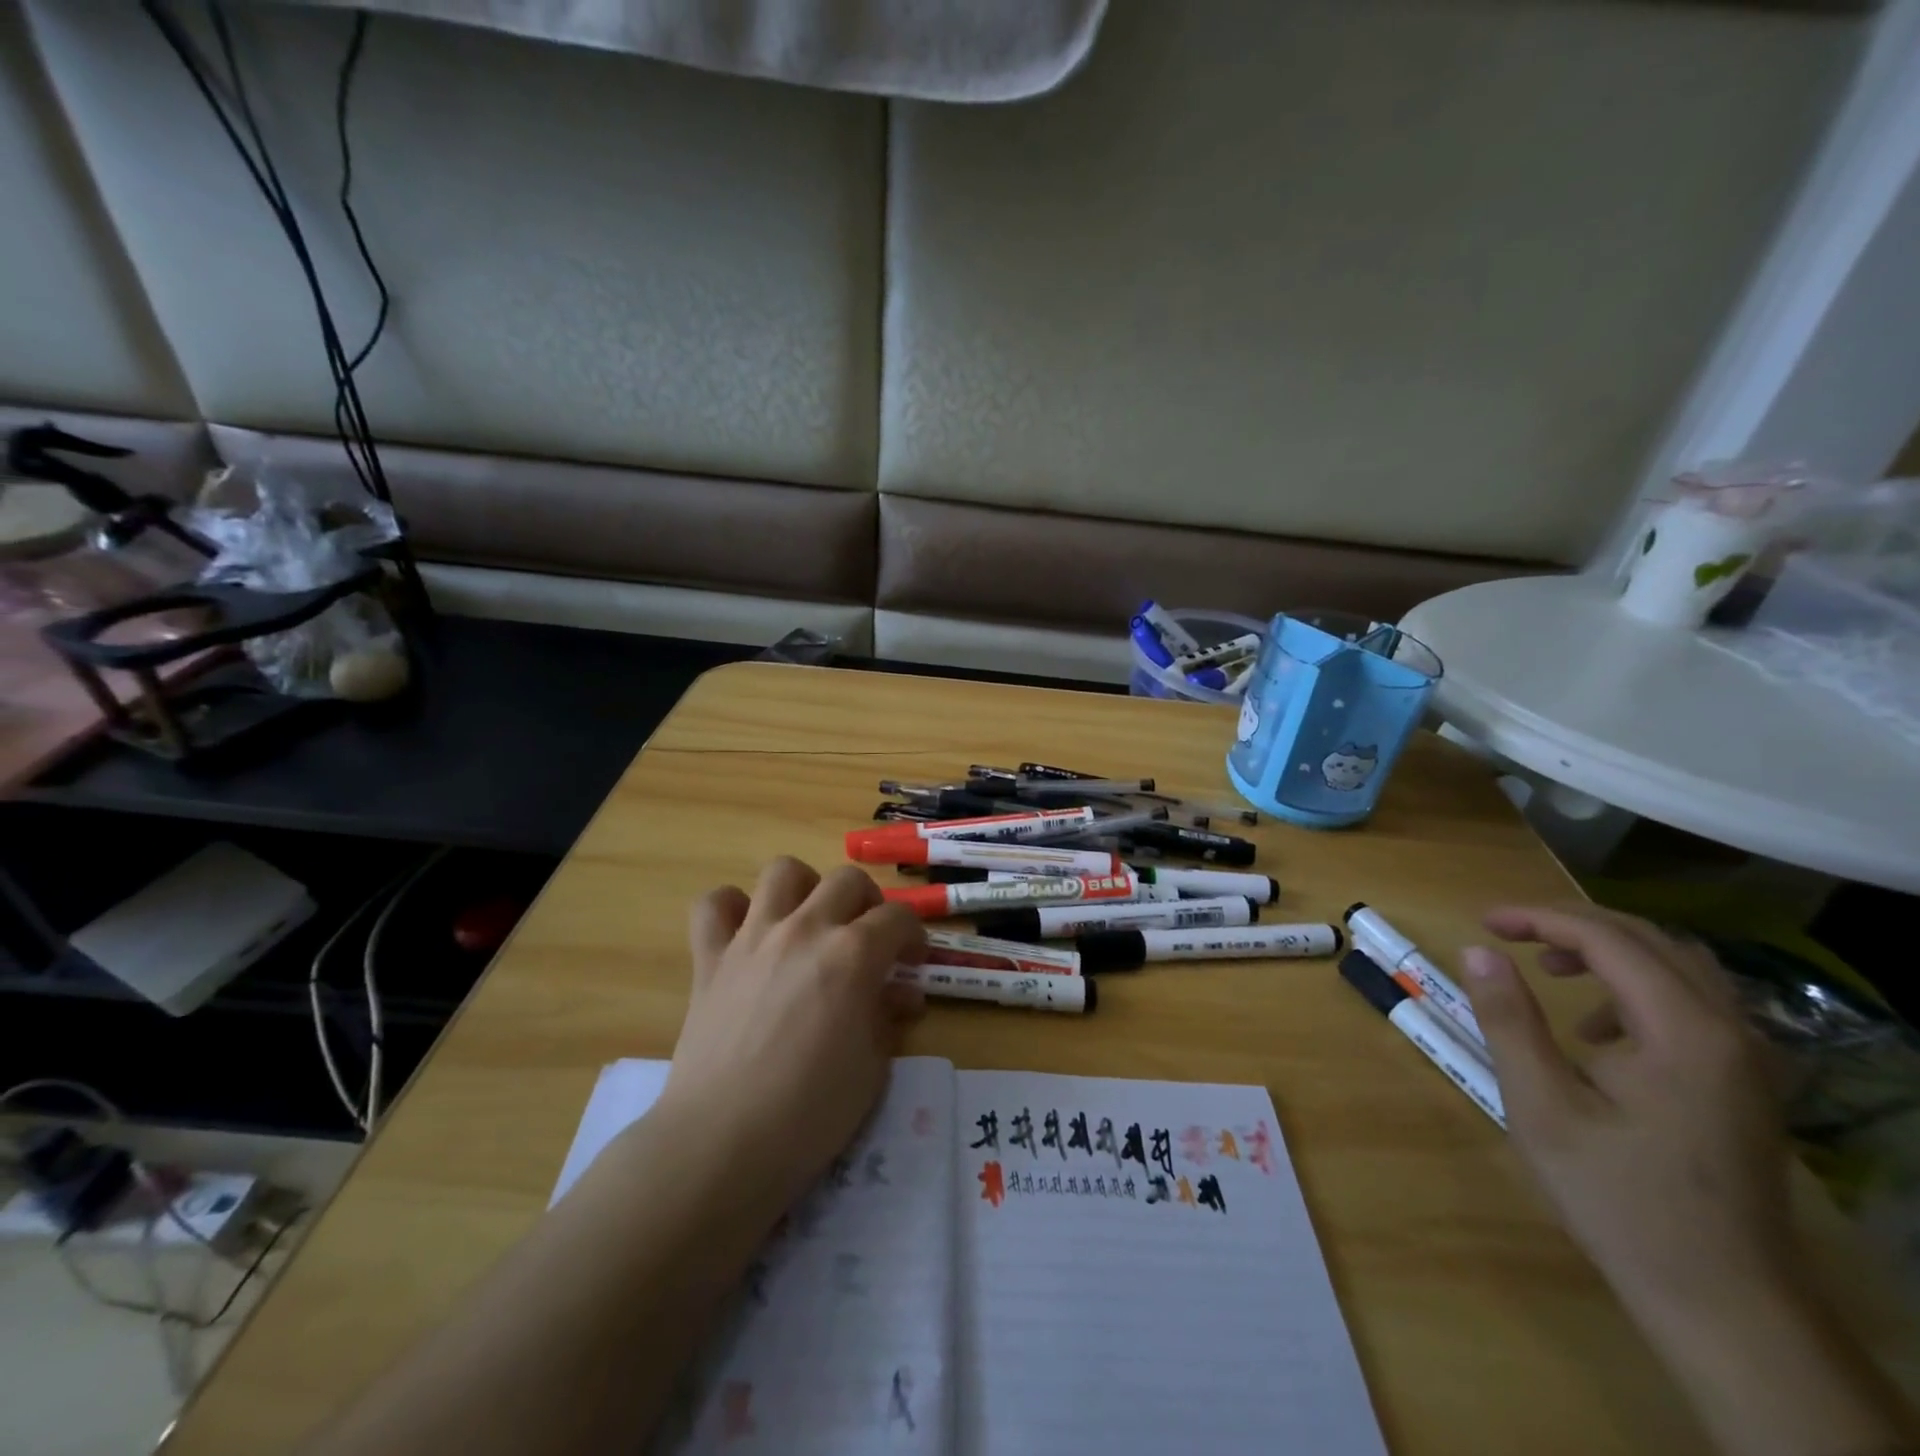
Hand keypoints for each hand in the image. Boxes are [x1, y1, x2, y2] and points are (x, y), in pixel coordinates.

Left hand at [658, 857, 926, 1211]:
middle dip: (868, 902)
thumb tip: (901, 995)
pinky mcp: (710, 957)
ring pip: (783, 872)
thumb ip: (888, 1018)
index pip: (898, 917)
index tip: (912, 960)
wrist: (722, 1143)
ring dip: (805, 888)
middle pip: (847, 880)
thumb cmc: (811, 1113)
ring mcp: (753, 937)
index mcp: (853, 955)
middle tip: (867, 939)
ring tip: (810, 921)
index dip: (913, 935)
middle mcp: (805, 929)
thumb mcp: (873, 1068)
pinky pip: (714, 904)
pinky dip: (732, 908)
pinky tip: (745, 931)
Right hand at [1460, 906, 1794, 1322]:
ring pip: (1678, 966)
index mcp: (1685, 1032)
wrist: (1722, 1301)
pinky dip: (1637, 987)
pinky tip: (1598, 1030)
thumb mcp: (1541, 1105)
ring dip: (1608, 952)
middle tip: (1507, 933)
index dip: (1539, 919)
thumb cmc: (1618, 1198)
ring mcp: (1749, 1060)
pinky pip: (1695, 1003)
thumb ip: (1509, 1020)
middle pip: (1650, 940)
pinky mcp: (1747, 1084)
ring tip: (1548, 970)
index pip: (1608, 940)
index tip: (1483, 922)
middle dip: (1571, 925)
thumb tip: (1479, 951)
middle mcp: (1732, 1032)